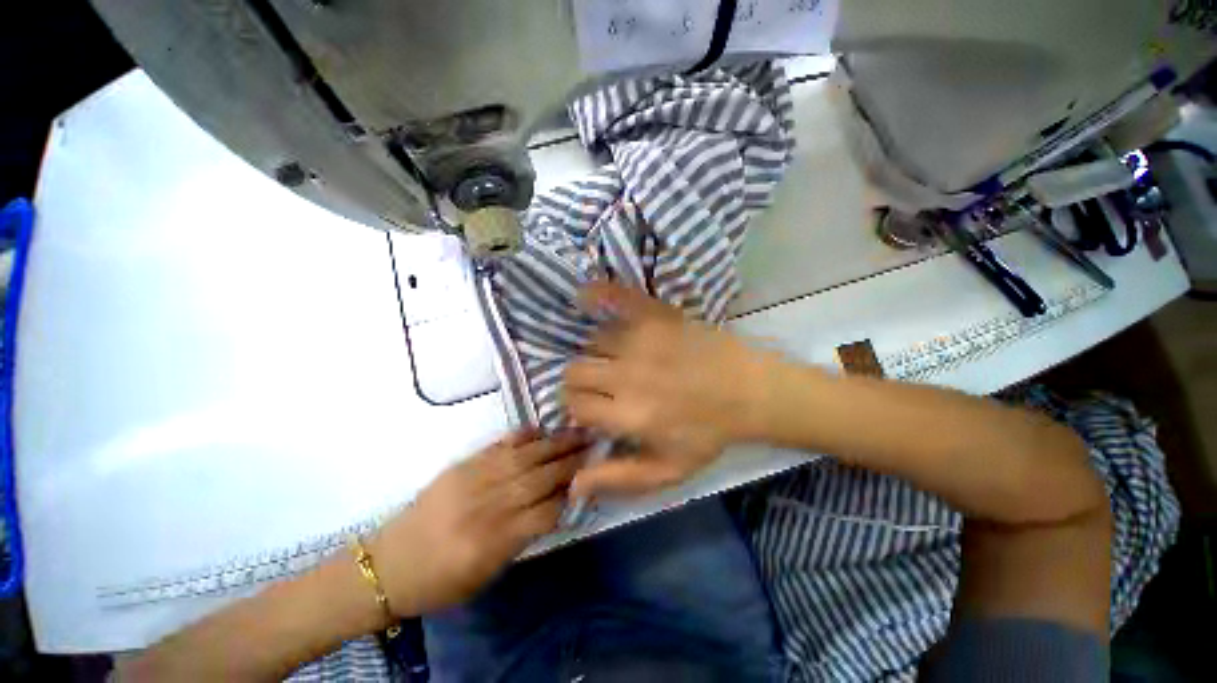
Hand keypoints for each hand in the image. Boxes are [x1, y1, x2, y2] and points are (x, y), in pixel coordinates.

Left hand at [369, 430, 588, 615]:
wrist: (387, 565)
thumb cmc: (439, 581)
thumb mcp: (485, 574)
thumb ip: (521, 539)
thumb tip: (554, 508)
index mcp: (493, 542)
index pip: (545, 513)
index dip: (571, 495)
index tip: (591, 478)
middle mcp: (487, 506)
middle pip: (539, 479)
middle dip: (571, 462)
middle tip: (594, 445)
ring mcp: (473, 480)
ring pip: (523, 458)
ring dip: (554, 444)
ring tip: (577, 431)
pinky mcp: (461, 466)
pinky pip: (497, 446)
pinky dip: (521, 436)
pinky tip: (539, 429)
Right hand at [563, 282, 780, 497]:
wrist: (750, 391)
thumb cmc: (709, 433)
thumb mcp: (667, 470)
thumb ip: (618, 478)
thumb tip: (573, 485)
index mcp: (628, 415)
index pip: (574, 405)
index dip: (578, 408)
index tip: (591, 408)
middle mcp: (627, 375)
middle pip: (575, 371)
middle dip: (581, 381)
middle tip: (600, 384)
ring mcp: (641, 340)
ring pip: (593, 342)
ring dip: (598, 352)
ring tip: (616, 358)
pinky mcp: (656, 316)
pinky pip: (616, 298)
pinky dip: (598, 296)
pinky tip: (585, 296)